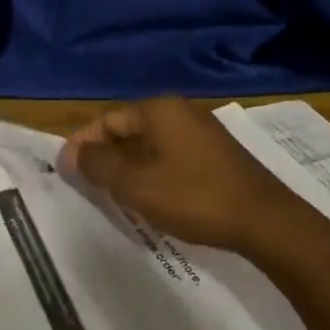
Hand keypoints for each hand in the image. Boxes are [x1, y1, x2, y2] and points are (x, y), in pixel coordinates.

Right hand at [60, 96, 301, 252]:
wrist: (264, 219)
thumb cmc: (194, 196)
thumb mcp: (136, 184)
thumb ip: (99, 165)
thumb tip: (74, 153)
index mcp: (158, 110)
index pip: (107, 120)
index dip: (83, 144)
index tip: (65, 172)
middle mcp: (179, 112)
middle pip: (129, 129)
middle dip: (105, 156)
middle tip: (87, 188)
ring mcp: (201, 132)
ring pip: (150, 145)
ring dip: (128, 167)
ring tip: (114, 196)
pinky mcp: (215, 155)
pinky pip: (171, 156)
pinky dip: (153, 172)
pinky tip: (151, 198)